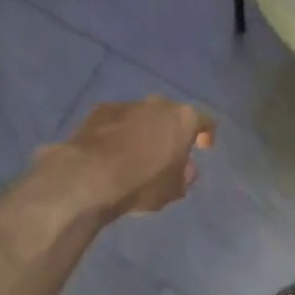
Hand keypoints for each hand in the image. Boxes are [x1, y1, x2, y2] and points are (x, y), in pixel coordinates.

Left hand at [40, 96, 214, 217]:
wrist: (89, 176)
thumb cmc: (142, 184)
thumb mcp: (173, 190)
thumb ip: (184, 176)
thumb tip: (184, 168)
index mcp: (183, 119)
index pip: (205, 121)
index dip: (206, 135)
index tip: (203, 147)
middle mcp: (157, 104)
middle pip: (171, 115)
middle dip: (171, 131)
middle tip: (168, 152)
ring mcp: (126, 104)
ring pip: (143, 115)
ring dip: (144, 130)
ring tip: (136, 154)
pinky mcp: (99, 111)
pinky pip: (117, 120)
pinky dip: (119, 132)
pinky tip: (112, 151)